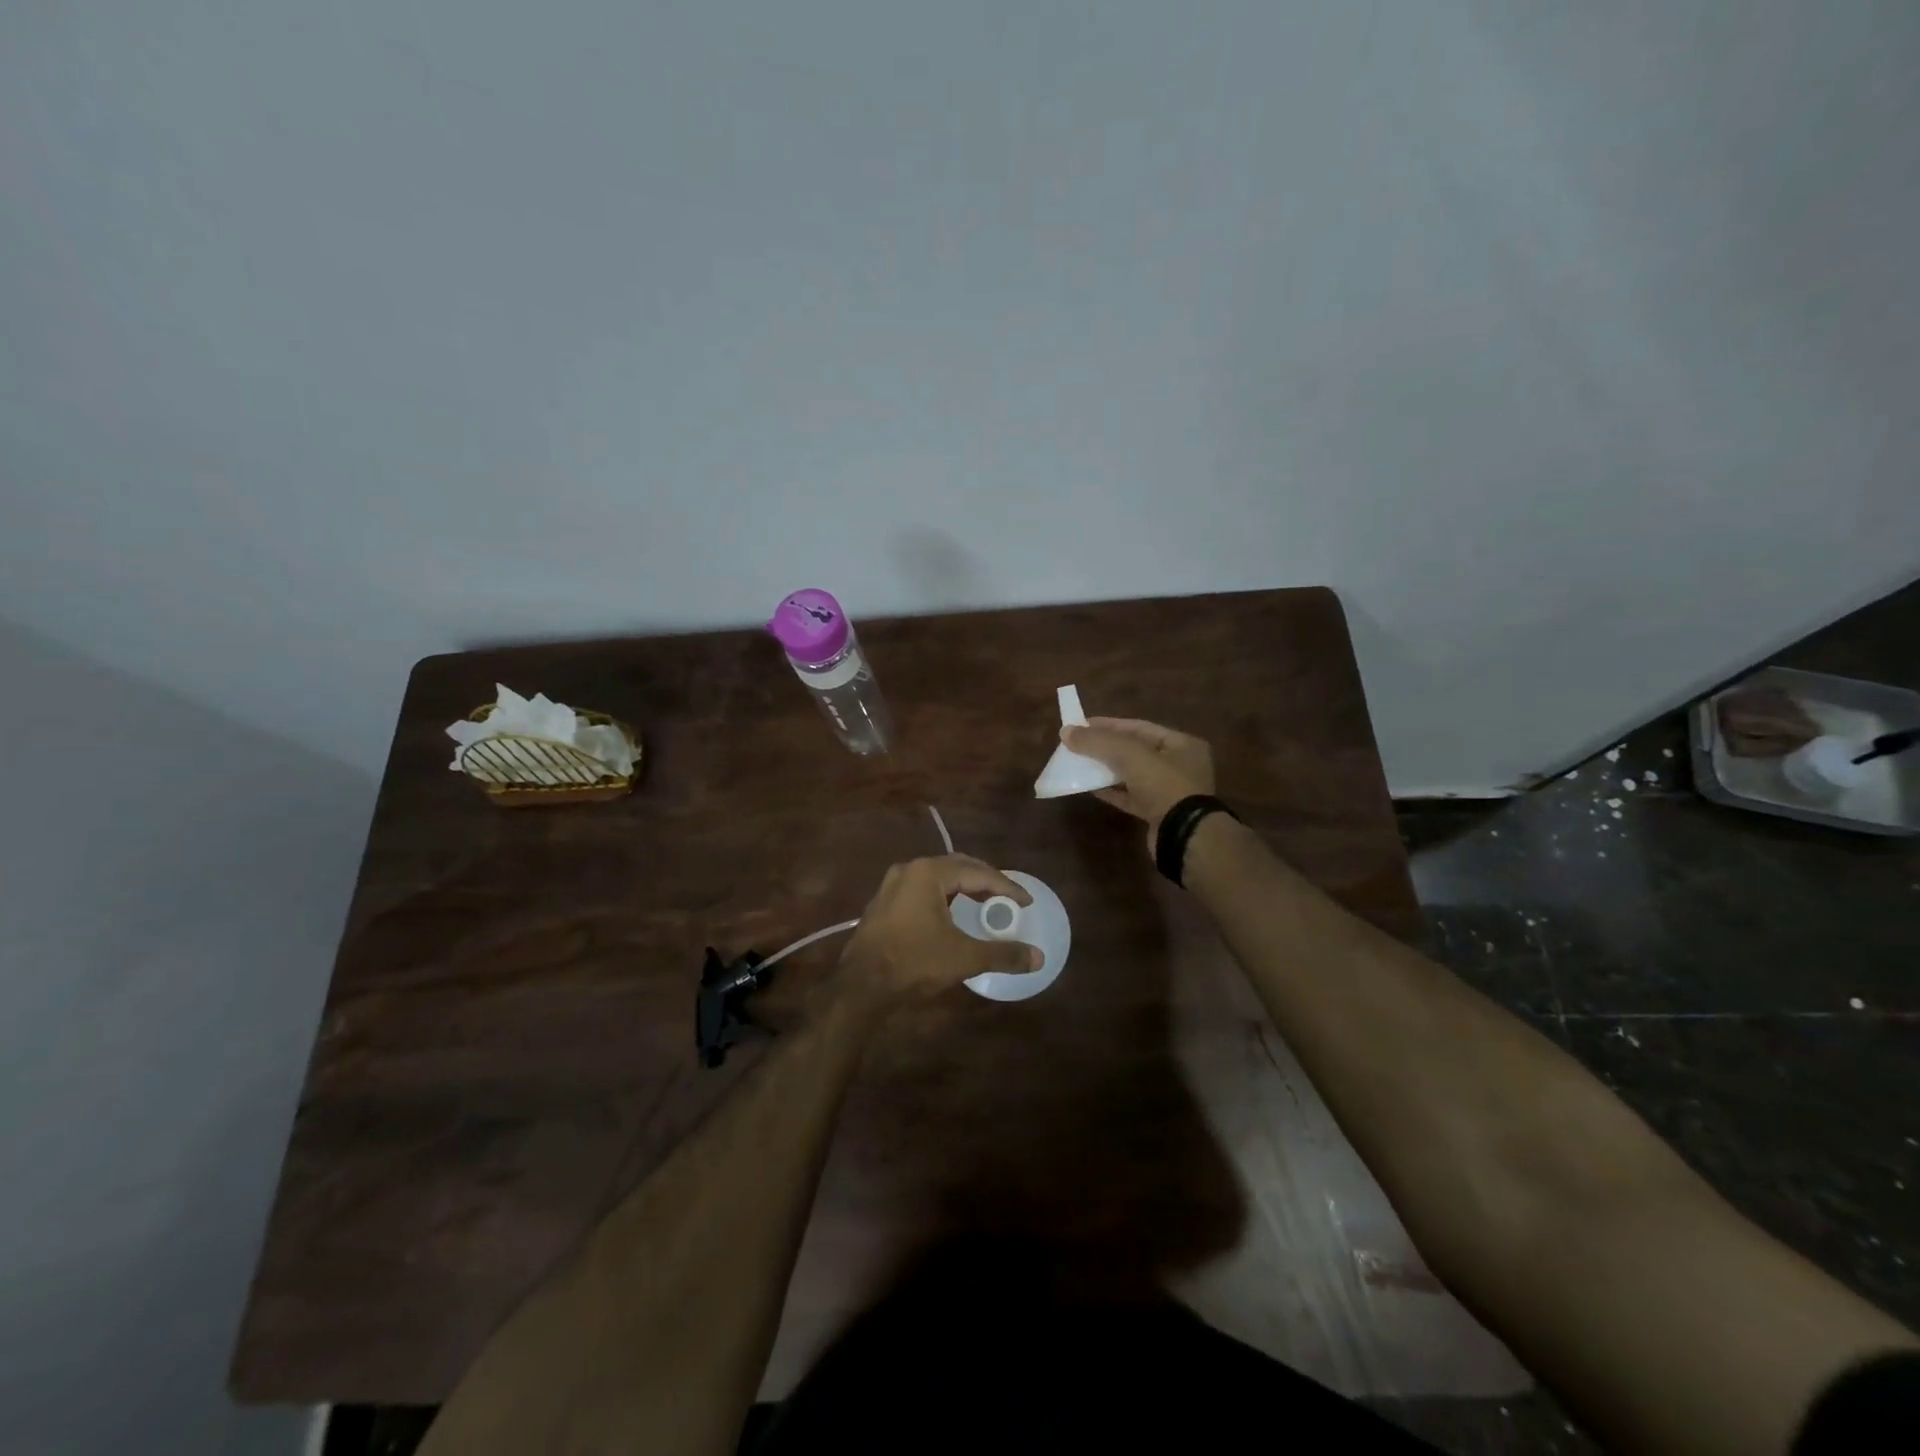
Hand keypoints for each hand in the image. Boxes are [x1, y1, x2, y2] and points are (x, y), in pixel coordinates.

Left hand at [832, 856, 1041, 1015]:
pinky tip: (952, 913)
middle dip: (985, 880)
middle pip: (956, 867)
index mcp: (928, 873)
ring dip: (963, 887)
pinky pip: (921, 891)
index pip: (977, 873)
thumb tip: (1038, 957)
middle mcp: (909, 870)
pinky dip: (943, 897)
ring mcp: (891, 886)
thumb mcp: (964, 957)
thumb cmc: (914, 963)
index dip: (1006, 887)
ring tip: (984, 902)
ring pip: (937, 878)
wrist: (861, 987)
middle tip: (1007, 897)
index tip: (1025, 902)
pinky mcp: (883, 904)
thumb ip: (1002, 953)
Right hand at [1061, 717, 1215, 844]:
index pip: (1139, 727)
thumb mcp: (1130, 755)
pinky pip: (1130, 796)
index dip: (1108, 725)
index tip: (1081, 725)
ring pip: (1131, 774)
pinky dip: (1111, 791)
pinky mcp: (1158, 813)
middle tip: (1077, 745)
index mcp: (1181, 744)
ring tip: (1079, 764)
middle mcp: (1179, 765)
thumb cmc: (1164, 785)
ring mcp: (1169, 791)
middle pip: (1135, 751)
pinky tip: (1090, 788)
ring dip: (1105, 769)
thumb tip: (1066, 731)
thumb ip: (1098, 741)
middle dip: (1105, 747)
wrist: (1184, 837)